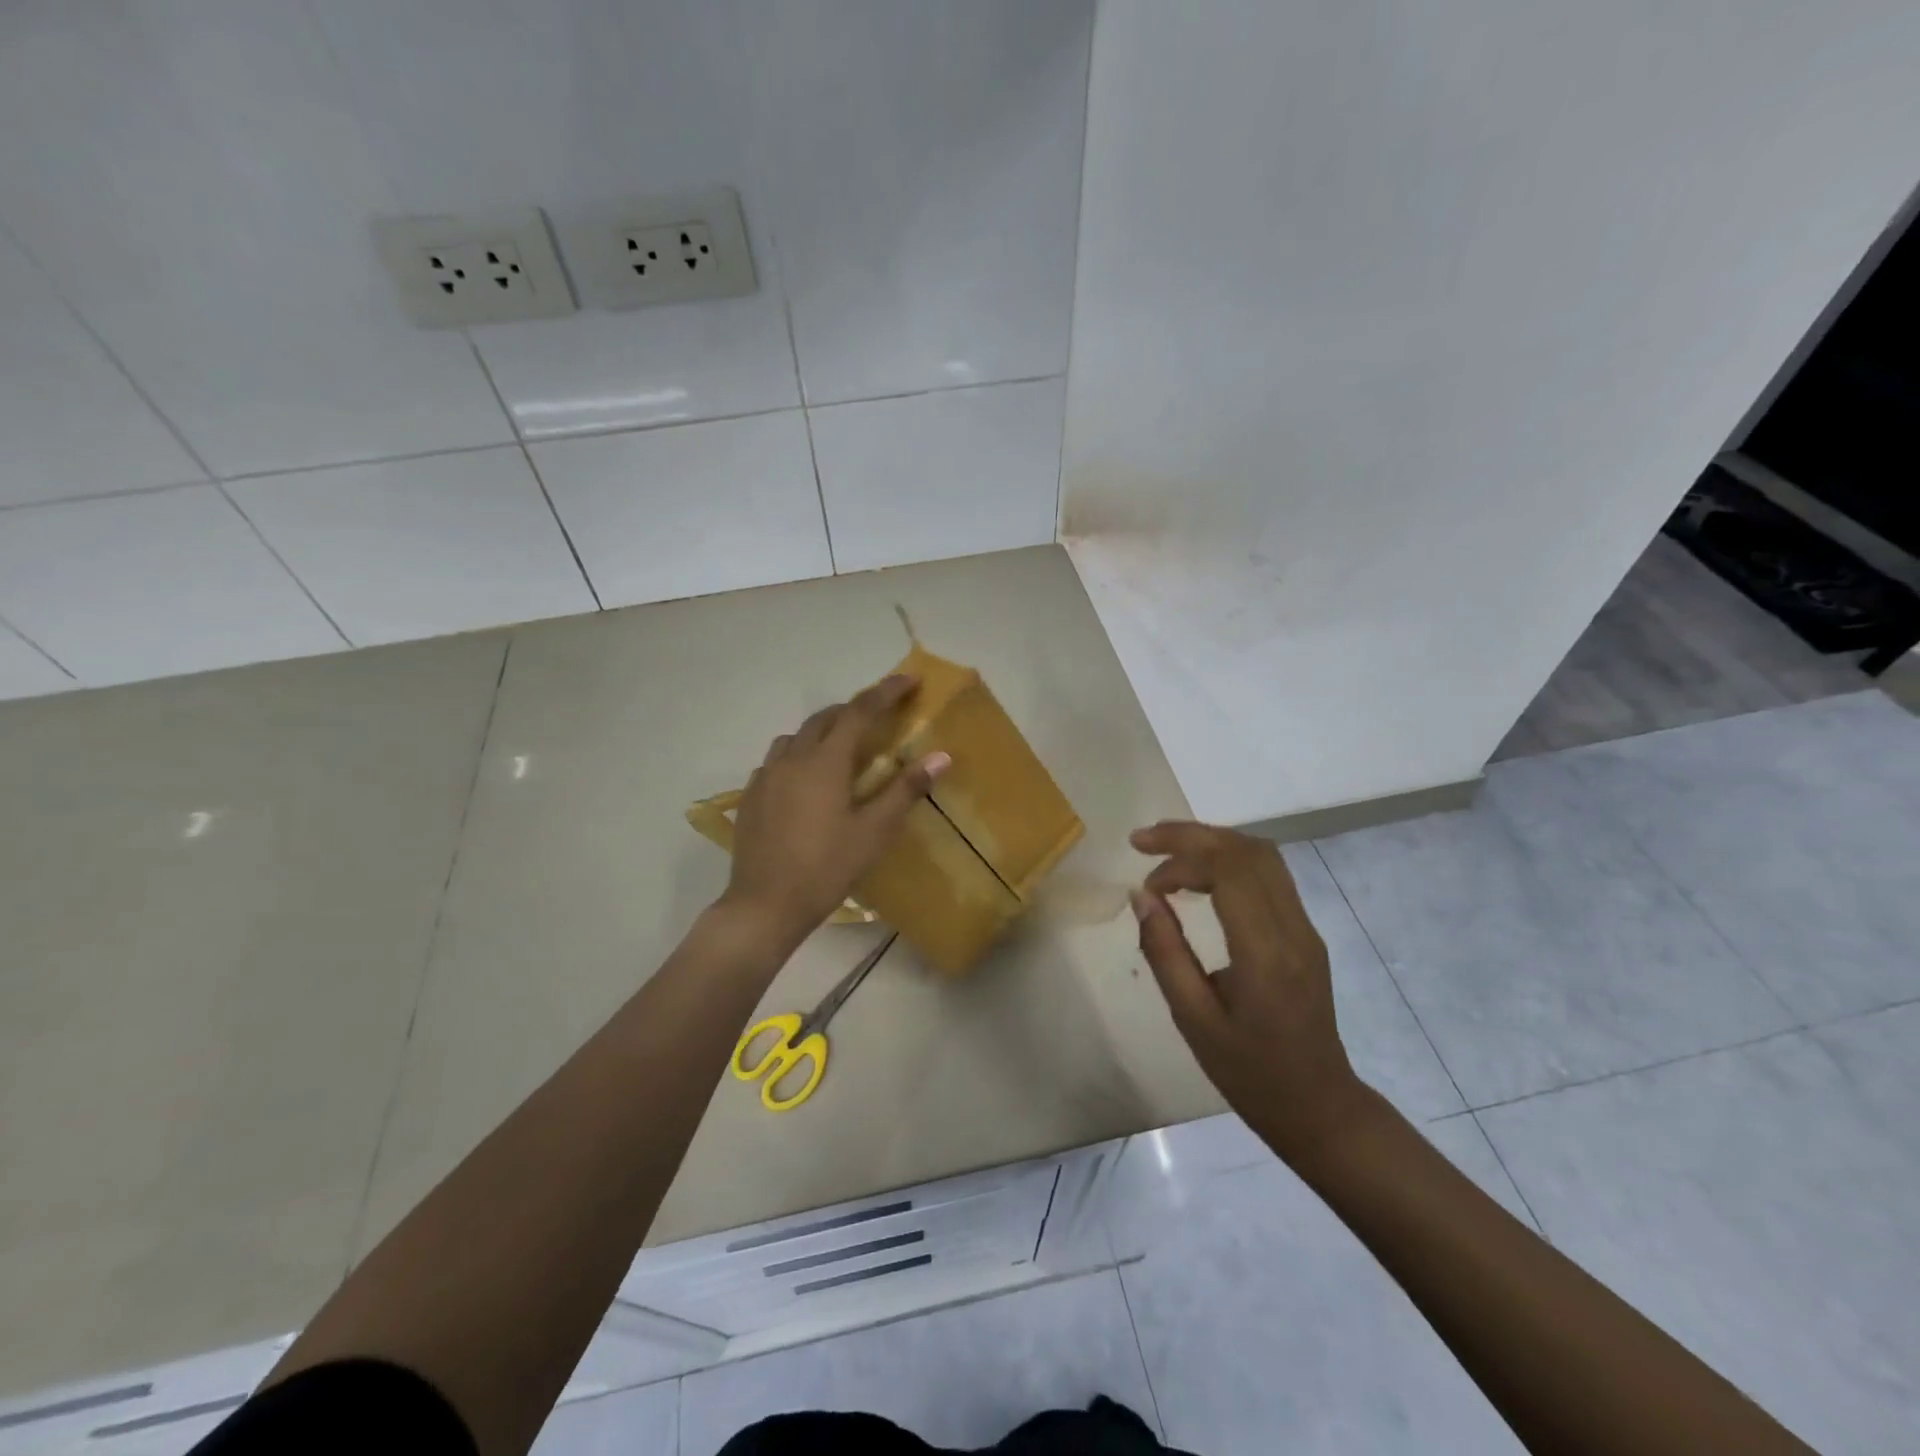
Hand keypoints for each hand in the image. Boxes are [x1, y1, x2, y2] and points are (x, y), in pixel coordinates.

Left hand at [722, 674, 949, 950]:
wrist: (764, 905)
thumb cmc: (826, 868)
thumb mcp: (873, 832)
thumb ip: (905, 790)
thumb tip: (941, 756)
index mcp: (825, 762)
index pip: (859, 712)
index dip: (885, 692)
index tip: (909, 680)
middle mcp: (792, 758)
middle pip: (824, 718)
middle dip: (853, 709)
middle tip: (878, 717)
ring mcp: (766, 777)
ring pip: (796, 737)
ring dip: (822, 732)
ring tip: (841, 748)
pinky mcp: (751, 797)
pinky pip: (777, 761)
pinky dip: (798, 756)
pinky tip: (805, 782)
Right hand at [1130, 821, 1371, 1166]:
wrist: (1320, 1108)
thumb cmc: (1250, 1074)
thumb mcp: (1193, 1020)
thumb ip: (1165, 952)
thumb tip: (1141, 896)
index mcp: (1266, 952)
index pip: (1230, 869)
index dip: (1181, 857)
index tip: (1145, 882)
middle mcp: (1293, 929)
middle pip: (1247, 850)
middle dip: (1191, 836)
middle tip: (1143, 842)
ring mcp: (1305, 928)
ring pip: (1262, 855)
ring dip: (1212, 842)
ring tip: (1166, 853)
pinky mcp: (1305, 933)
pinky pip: (1269, 875)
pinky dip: (1229, 860)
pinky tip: (1199, 878)